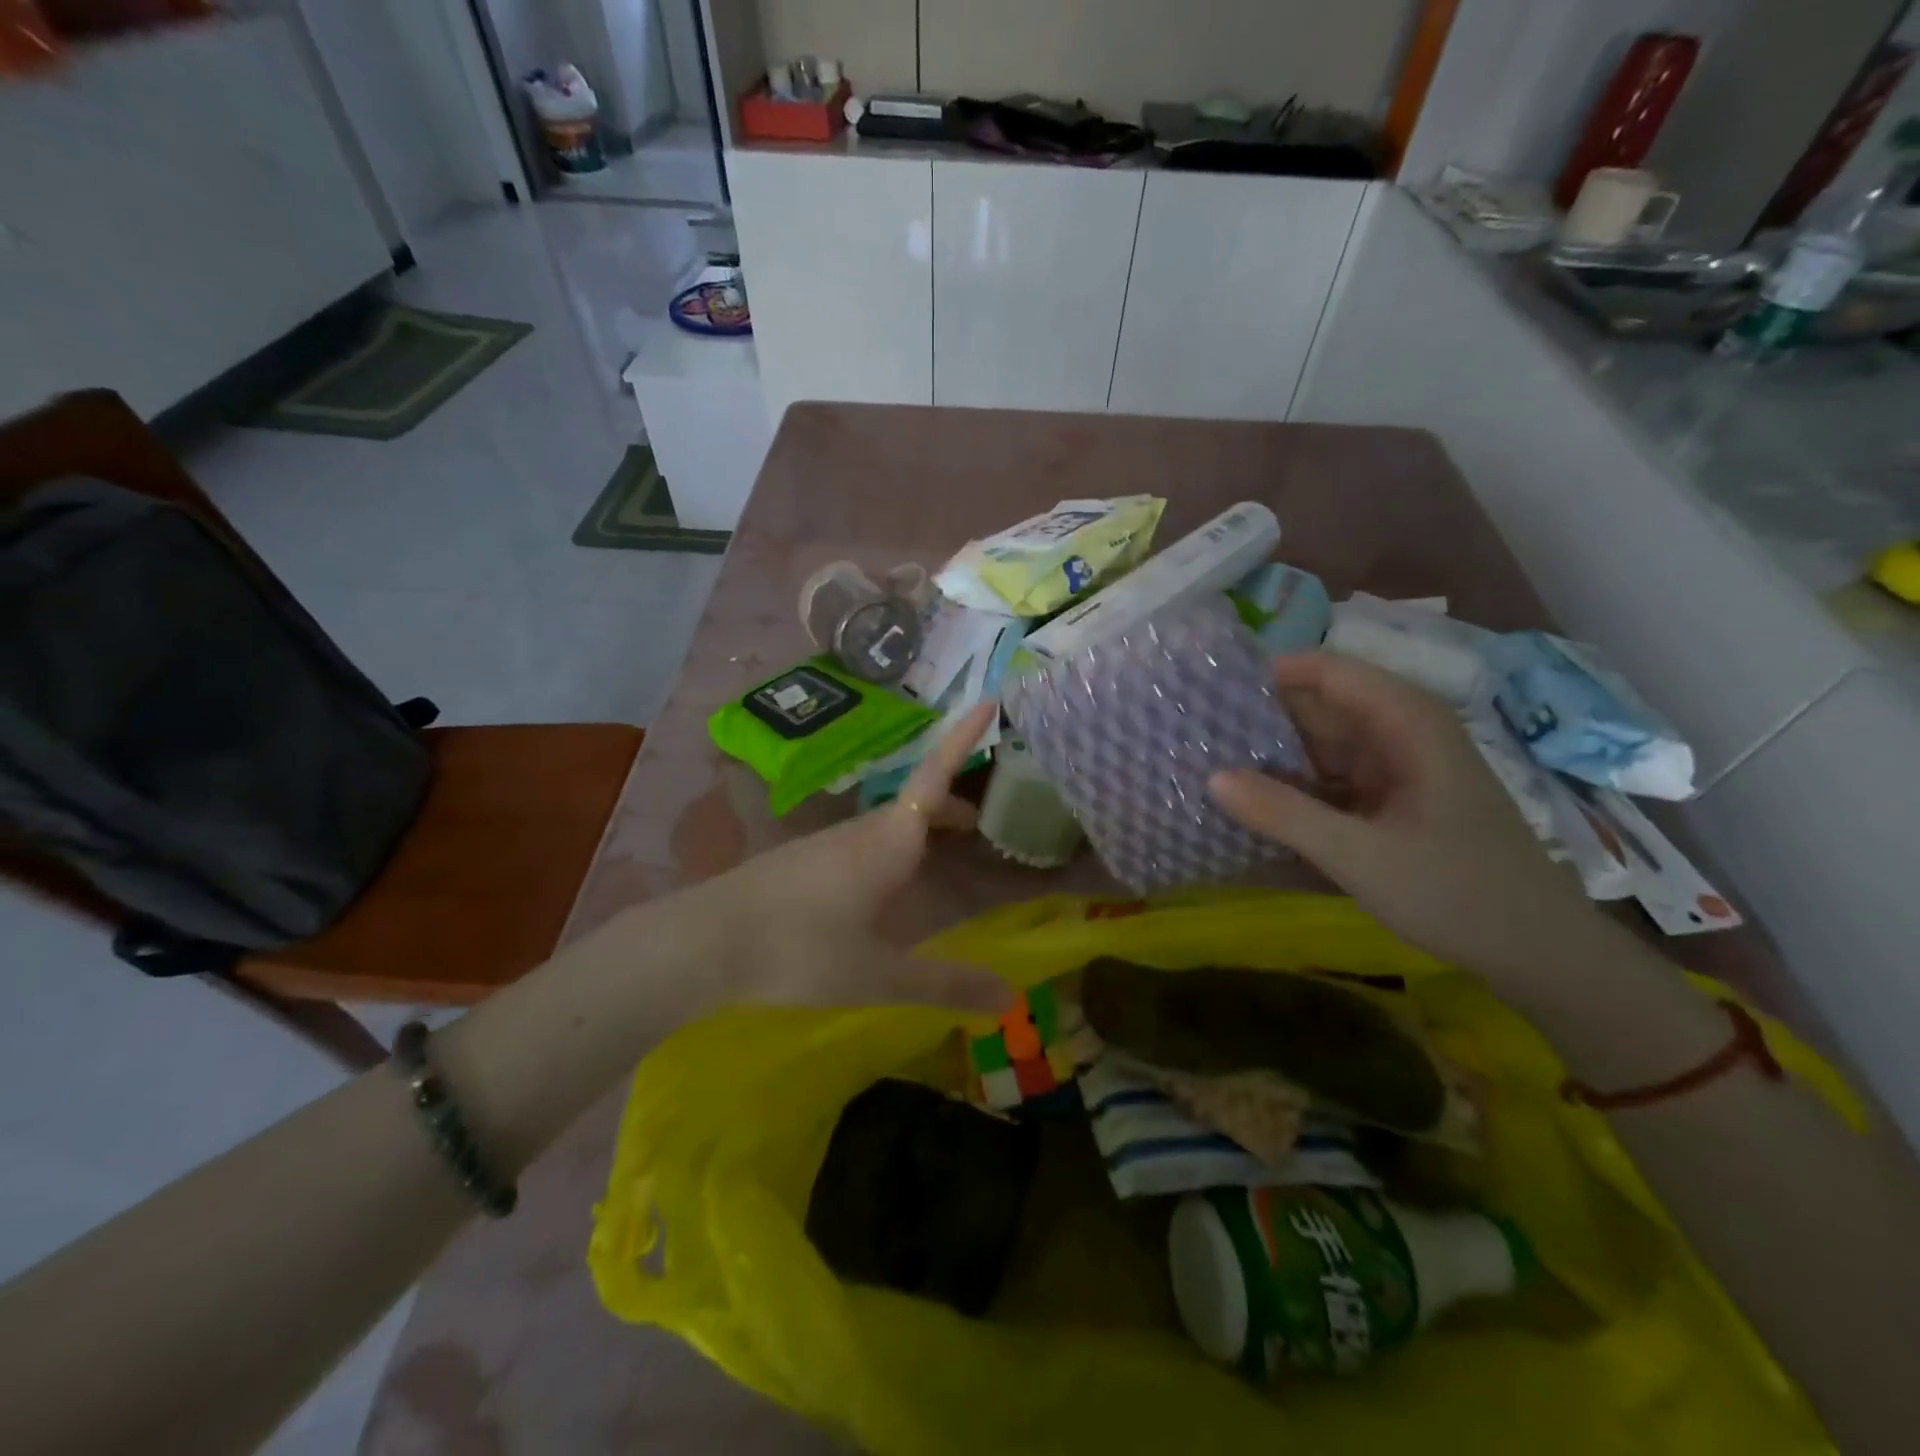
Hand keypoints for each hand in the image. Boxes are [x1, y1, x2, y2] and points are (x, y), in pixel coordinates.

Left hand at [686, 702, 1011, 1014]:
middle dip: (952, 805)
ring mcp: (827, 842)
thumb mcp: (878, 974)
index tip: (988, 700)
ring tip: (940, 856)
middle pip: (918, 802)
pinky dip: (892, 847)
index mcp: (889, 842)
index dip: (963, 738)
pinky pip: (863, 841)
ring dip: (922, 828)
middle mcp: (861, 831)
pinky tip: (882, 887)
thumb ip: (944, 984)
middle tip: (980, 826)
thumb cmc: (800, 950)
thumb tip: (1009, 999)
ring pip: (888, 823)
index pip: (936, 775)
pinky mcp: (803, 859)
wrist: (704, 942)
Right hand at [1209, 653, 1596, 978]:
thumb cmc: (1460, 894)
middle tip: (1193, 734)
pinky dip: (1293, 787)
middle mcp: (1401, 734)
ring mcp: (1396, 769)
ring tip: (1206, 763)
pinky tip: (1252, 802)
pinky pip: (1330, 779)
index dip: (1269, 674)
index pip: (1328, 671)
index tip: (1209, 691)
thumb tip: (1211, 778)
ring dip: (1271, 756)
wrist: (1540, 954)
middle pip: (1319, 707)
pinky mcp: (1390, 801)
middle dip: (1260, 717)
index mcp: (1407, 724)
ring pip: (1320, 746)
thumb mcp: (1361, 856)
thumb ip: (1285, 815)